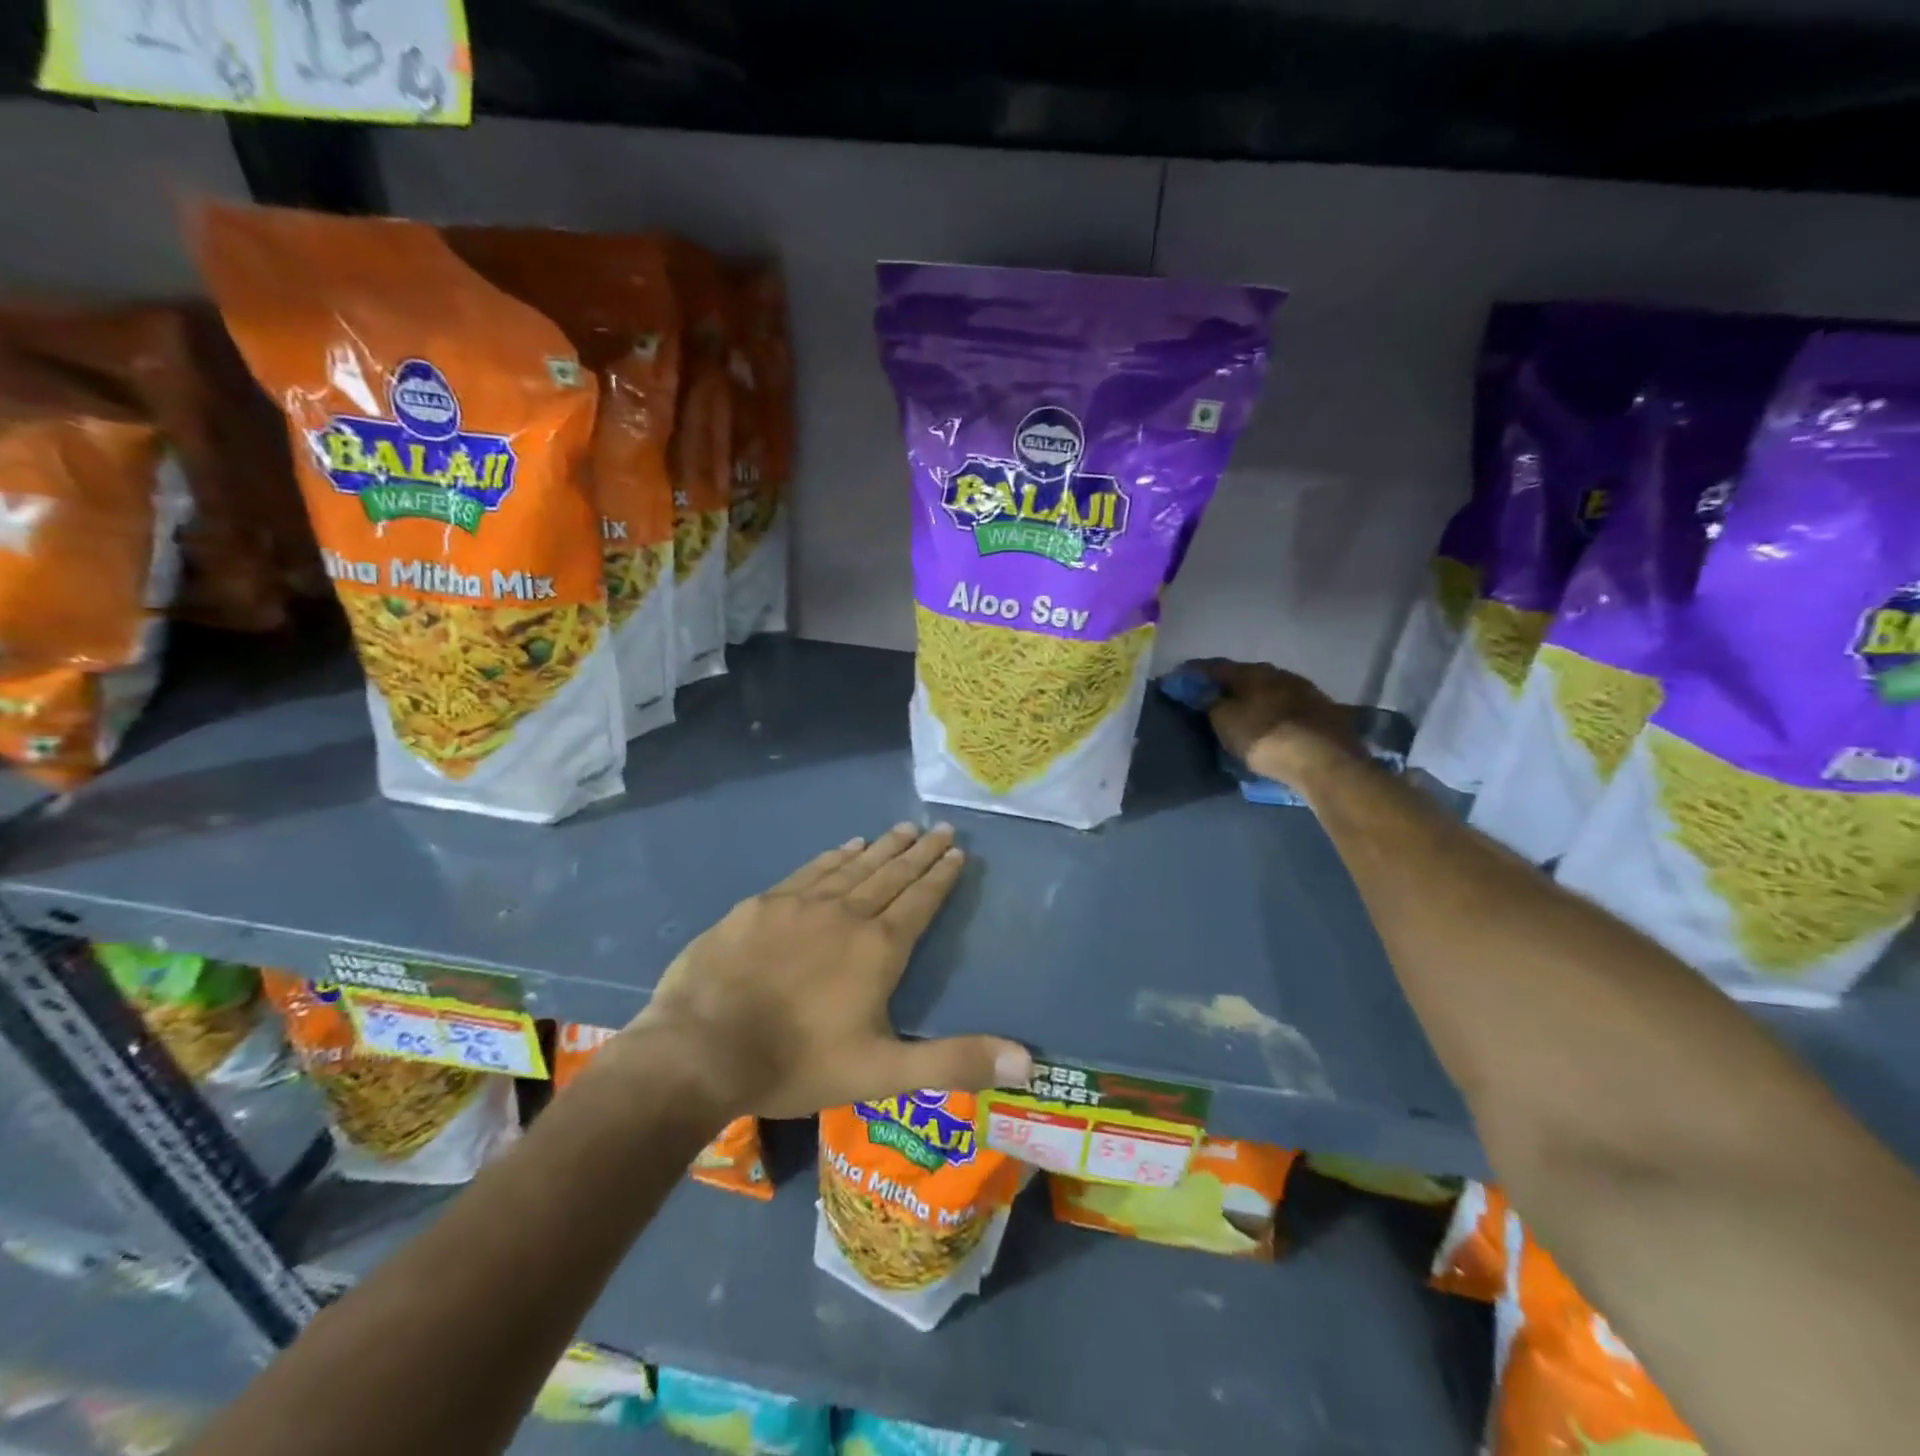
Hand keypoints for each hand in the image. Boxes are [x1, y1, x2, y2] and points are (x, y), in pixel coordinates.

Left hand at [621, 823, 1031, 1119]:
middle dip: (919, 852)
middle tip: (940, 828)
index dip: (941, 876)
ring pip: (853, 866)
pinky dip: (835, 856)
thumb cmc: (797, 1063)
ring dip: (882, 847)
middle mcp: (846, 913)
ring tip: (903, 828)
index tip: (957, 852)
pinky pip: (810, 870)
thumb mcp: (882, 1073)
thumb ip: (954, 1062)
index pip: (920, 900)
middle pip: (891, 874)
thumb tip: (1029, 1061)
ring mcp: (800, 903)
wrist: (701, 1048)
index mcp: (878, 948)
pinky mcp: (762, 904)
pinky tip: (845, 846)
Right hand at [1196, 659, 1357, 785]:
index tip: (1180, 679)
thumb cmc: (1263, 736)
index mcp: (1252, 672)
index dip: (1195, 672)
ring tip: (1244, 713)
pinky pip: (1290, 708)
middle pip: (1247, 676)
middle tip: (1213, 698)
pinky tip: (1272, 725)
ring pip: (1272, 690)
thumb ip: (1209, 702)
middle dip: (1229, 685)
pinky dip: (1276, 713)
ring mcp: (1306, 692)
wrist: (1324, 760)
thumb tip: (1200, 690)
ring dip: (1256, 699)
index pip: (1216, 666)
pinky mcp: (1325, 713)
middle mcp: (1280, 674)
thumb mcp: (1225, 721)